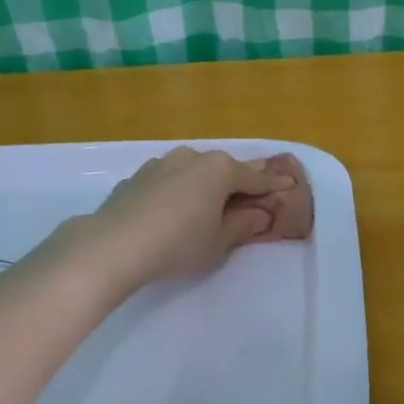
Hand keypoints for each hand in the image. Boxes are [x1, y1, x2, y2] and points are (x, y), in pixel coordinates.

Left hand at [87, 147, 307, 291]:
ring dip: (205, 185)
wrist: (114, 245)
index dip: (273, 185)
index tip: (289, 186)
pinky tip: (175, 211)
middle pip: (223, 170)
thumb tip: (258, 214)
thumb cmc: (178, 245)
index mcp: (219, 170)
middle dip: (238, 182)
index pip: (255, 178)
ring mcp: (160, 164)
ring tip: (210, 205)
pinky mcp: (136, 178)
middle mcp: (191, 157)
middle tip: (252, 195)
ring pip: (193, 172)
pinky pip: (169, 182)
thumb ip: (241, 226)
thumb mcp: (218, 243)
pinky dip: (179, 192)